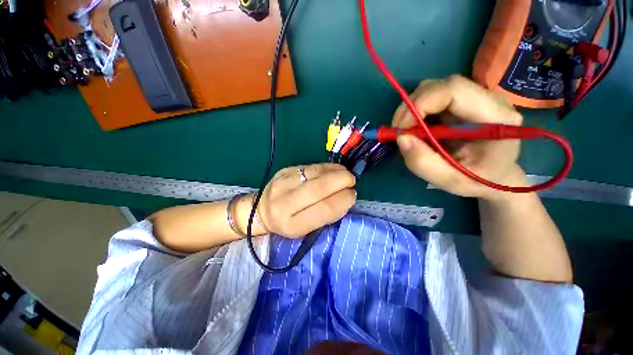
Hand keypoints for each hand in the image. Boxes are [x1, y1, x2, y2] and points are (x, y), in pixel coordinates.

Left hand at [250, 163, 355, 237]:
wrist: (261, 211)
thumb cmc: (287, 223)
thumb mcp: (305, 229)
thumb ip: (326, 214)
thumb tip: (346, 196)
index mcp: (292, 224)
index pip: (324, 209)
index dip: (343, 200)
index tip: (353, 195)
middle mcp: (285, 203)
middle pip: (319, 188)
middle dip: (342, 181)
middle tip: (352, 181)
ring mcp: (283, 183)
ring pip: (316, 173)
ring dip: (336, 171)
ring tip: (346, 174)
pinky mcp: (285, 170)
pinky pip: (311, 166)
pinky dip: (328, 167)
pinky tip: (335, 169)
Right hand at [392, 75, 527, 199]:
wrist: (497, 175)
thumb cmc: (478, 181)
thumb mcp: (450, 181)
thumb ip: (424, 163)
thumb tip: (401, 138)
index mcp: (496, 118)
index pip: (453, 91)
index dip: (420, 104)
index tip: (401, 129)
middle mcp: (488, 100)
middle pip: (440, 86)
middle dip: (411, 107)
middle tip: (398, 132)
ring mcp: (475, 98)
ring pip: (433, 89)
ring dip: (411, 109)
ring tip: (406, 132)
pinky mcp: (462, 102)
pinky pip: (432, 97)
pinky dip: (416, 112)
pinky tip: (415, 128)